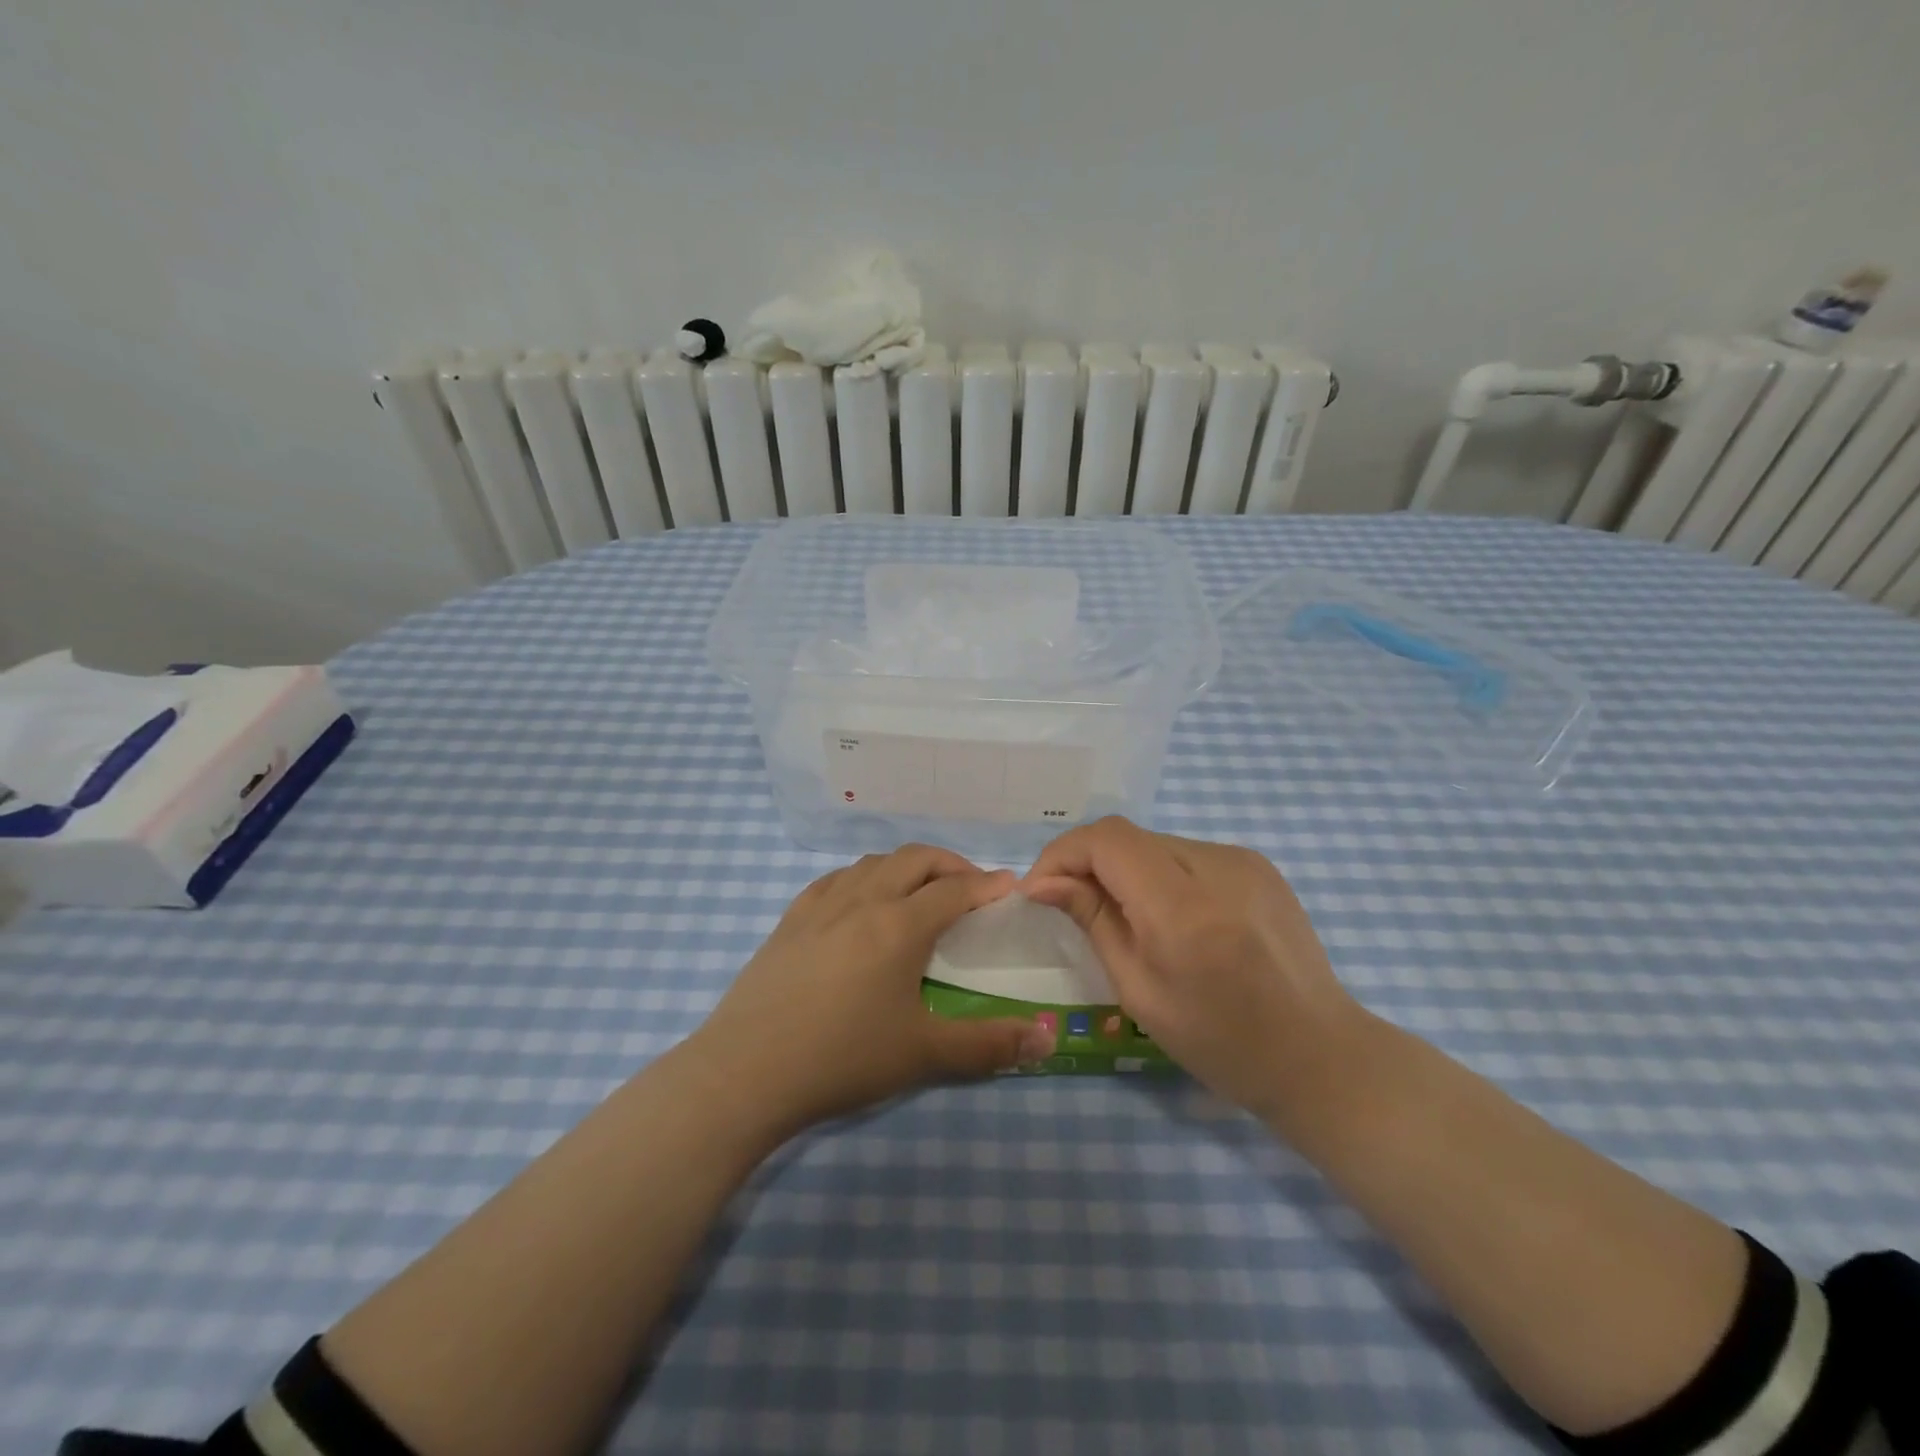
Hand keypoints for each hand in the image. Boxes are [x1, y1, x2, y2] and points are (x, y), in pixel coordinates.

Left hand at [690, 845, 1055, 1135]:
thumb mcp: (923, 1055)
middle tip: (969, 887)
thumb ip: (989, 1045)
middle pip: (914, 859)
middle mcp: (863, 901)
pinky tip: (859, 901)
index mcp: (900, 925)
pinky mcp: (789, 920)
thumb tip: (1045, 1040)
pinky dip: (862, 878)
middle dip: (949, 864)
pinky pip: (834, 880)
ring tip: (919, 892)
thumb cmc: (842, 1059)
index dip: (987, 884)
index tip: (1009, 887)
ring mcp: (820, 906)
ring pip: (872, 863)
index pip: (954, 889)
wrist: (746, 1072)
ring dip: (905, 867)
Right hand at [1024, 817, 1367, 1122]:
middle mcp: (1216, 866)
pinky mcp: (1259, 864)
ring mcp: (1244, 860)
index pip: (1106, 840)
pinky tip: (1169, 915)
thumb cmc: (1220, 1042)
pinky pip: (1188, 854)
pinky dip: (1160, 874)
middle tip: (1072, 906)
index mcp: (1182, 908)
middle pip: (1128, 837)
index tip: (1040, 891)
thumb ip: (1093, 920)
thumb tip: (1044, 883)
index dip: (1062, 854)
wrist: (1318, 1055)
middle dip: (1087, 863)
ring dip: (1124, 869)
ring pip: (1156, 843)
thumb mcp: (1139, 989)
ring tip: (1124, 916)